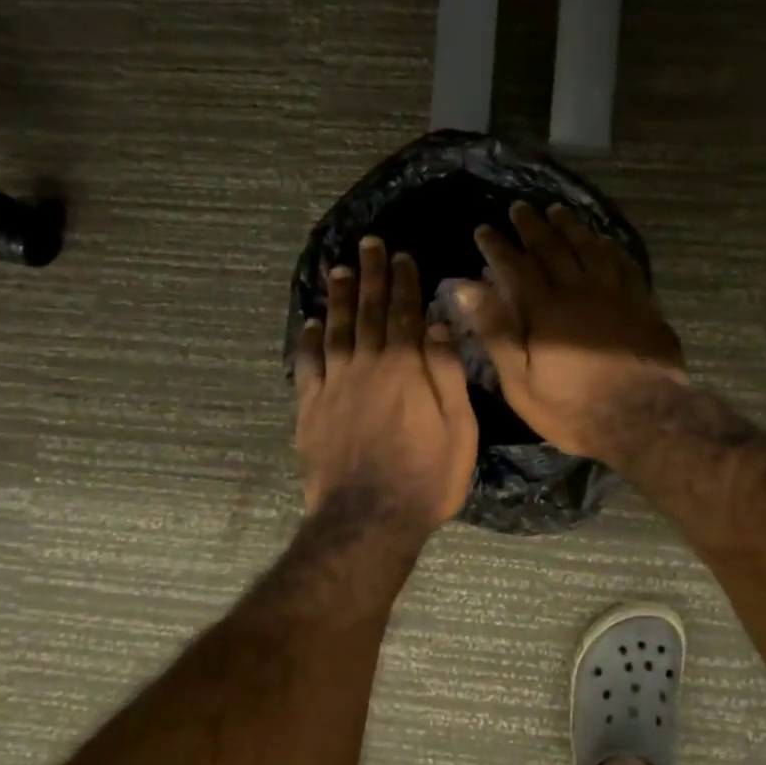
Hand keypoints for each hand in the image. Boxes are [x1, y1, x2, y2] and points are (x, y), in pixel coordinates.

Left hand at [296, 236, 477, 533]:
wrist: (368, 519)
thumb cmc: (426, 477)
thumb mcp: (458, 428)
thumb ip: (447, 373)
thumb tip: (437, 324)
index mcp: (405, 368)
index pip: (404, 314)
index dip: (404, 283)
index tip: (402, 256)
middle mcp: (366, 366)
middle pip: (367, 312)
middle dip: (370, 276)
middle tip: (369, 244)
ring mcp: (334, 386)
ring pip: (335, 330)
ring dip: (338, 298)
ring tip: (339, 270)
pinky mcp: (311, 408)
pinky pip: (307, 365)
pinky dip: (308, 340)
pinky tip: (310, 322)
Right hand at [447, 202, 685, 465]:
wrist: (643, 418)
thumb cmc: (574, 408)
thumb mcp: (521, 381)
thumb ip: (495, 332)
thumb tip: (466, 287)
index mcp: (546, 309)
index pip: (515, 267)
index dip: (497, 247)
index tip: (484, 229)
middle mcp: (579, 291)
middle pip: (553, 248)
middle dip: (532, 226)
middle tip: (519, 208)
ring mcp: (615, 294)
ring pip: (590, 248)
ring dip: (571, 227)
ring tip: (557, 210)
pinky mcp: (642, 304)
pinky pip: (624, 264)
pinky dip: (610, 247)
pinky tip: (604, 240)